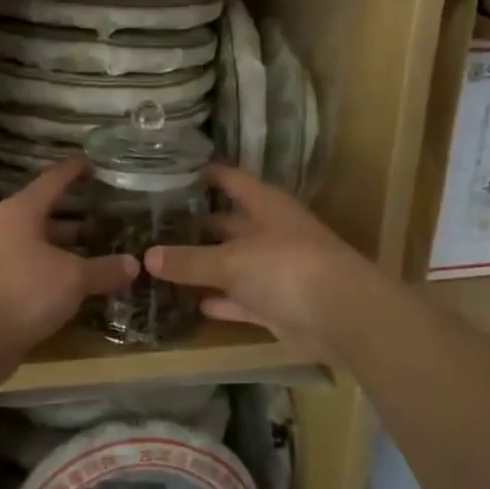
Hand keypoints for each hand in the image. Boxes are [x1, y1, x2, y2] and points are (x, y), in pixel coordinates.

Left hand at [0, 157, 138, 354]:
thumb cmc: (22, 289)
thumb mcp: (72, 277)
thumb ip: (104, 269)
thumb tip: (135, 263)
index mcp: (24, 211)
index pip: (54, 180)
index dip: (75, 170)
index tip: (96, 163)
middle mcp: (10, 231)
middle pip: (48, 216)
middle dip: (80, 218)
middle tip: (113, 218)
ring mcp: (3, 263)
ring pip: (44, 249)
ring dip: (71, 252)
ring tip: (105, 254)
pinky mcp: (2, 293)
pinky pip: (38, 277)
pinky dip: (60, 279)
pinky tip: (83, 289)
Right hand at [144, 164, 370, 351]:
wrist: (342, 317)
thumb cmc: (287, 268)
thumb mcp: (231, 261)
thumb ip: (189, 260)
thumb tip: (147, 256)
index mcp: (266, 206)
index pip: (232, 180)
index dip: (206, 174)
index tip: (174, 171)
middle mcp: (272, 233)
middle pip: (230, 223)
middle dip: (199, 225)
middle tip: (156, 225)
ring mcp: (277, 270)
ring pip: (234, 264)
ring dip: (207, 267)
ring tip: (164, 264)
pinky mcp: (279, 305)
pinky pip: (242, 299)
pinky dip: (222, 301)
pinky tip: (194, 303)